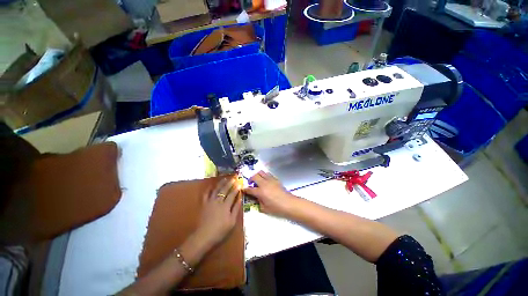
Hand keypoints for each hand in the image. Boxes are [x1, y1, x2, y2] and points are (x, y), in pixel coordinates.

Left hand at [194, 177, 241, 248]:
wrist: (204, 236)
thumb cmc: (220, 230)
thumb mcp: (232, 221)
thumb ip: (236, 209)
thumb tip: (240, 198)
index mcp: (225, 205)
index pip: (232, 194)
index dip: (236, 188)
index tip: (239, 183)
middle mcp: (218, 201)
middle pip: (224, 189)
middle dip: (230, 183)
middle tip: (233, 178)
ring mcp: (210, 201)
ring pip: (216, 189)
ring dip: (221, 183)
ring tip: (225, 178)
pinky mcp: (204, 204)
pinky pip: (206, 194)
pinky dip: (209, 188)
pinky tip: (212, 185)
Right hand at [243, 171, 296, 216]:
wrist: (288, 203)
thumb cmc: (276, 208)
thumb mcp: (264, 208)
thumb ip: (258, 201)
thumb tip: (256, 197)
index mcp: (260, 191)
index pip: (249, 189)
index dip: (245, 189)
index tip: (243, 189)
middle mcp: (264, 183)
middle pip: (254, 176)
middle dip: (250, 178)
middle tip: (251, 183)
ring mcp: (270, 180)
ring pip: (261, 172)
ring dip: (257, 175)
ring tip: (258, 180)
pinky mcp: (275, 179)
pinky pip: (268, 174)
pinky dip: (264, 176)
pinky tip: (266, 181)